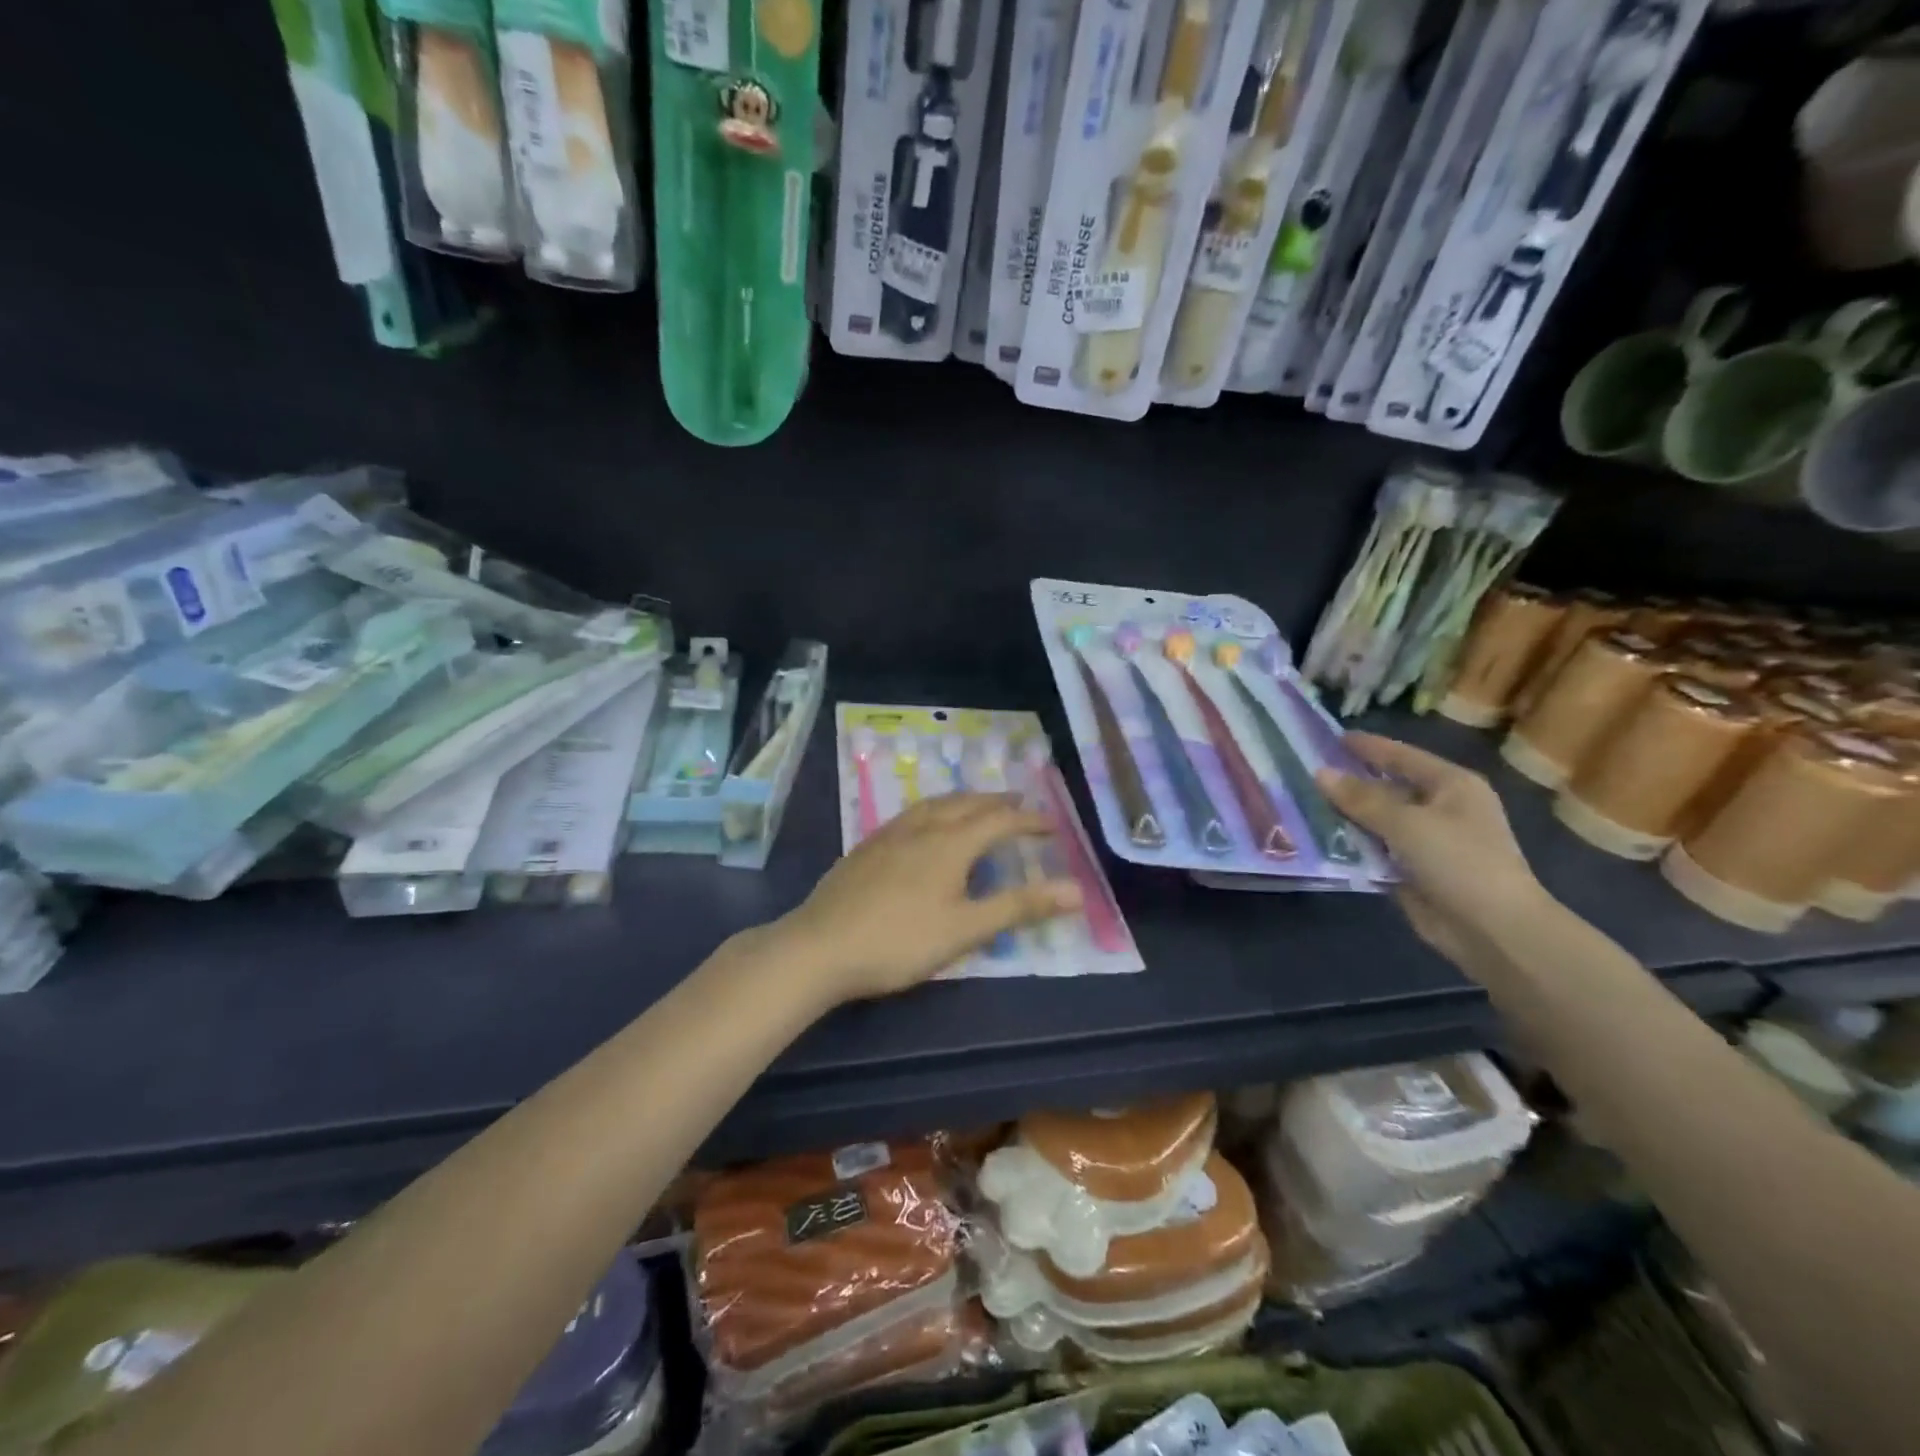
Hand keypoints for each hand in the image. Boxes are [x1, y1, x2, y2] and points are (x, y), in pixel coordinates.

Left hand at [771, 794, 1082, 1003]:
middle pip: (967, 803)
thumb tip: (1077, 890)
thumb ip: (1020, 907)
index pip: (1000, 821)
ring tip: (976, 804)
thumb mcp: (966, 929)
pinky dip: (934, 810)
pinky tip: (924, 826)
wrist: (820, 946)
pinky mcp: (866, 847)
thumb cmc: (900, 942)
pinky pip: (911, 814)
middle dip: (997, 802)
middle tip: (1019, 803)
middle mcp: (922, 828)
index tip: (1053, 825)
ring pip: (935, 804)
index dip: (1029, 821)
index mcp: (950, 844)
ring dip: (964, 800)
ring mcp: (889, 834)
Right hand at [1316, 733, 1546, 980]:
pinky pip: (1375, 849)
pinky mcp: (1414, 871)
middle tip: (1306, 771)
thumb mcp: (1406, 823)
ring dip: (1346, 815)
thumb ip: (1360, 798)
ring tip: (1302, 802)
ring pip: (1377, 820)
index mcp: (1451, 785)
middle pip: (1387, 787)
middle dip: (1349, 782)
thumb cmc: (1458, 861)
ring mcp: (1427, 841)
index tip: (1330, 737)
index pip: (1401, 756)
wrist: (1493, 930)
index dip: (1367, 746)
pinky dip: (1351, 845)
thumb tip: (1319, 773)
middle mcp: (1441, 808)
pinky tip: (1318, 838)